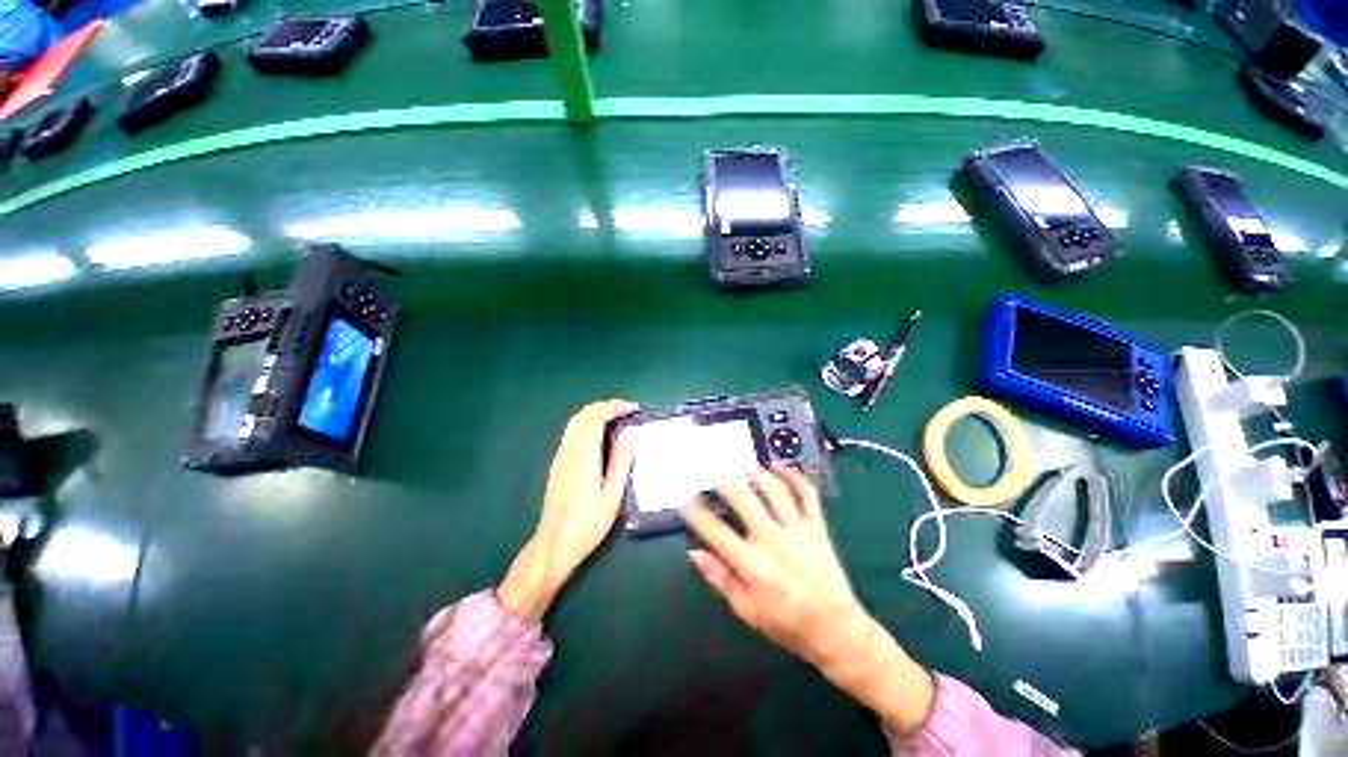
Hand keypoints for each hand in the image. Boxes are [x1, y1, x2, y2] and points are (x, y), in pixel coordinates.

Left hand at [498, 399, 636, 622]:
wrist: (554, 544)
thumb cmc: (587, 525)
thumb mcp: (612, 497)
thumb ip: (620, 464)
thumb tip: (627, 439)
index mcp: (583, 457)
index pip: (596, 417)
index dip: (615, 407)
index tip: (633, 409)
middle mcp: (569, 451)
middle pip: (583, 414)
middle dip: (606, 406)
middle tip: (627, 410)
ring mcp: (561, 457)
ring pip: (576, 422)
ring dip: (597, 413)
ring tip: (618, 418)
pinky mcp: (558, 464)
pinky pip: (573, 432)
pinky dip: (589, 424)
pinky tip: (602, 435)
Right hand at [684, 466, 869, 669]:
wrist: (835, 630)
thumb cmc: (786, 623)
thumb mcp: (746, 610)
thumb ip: (719, 578)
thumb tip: (694, 553)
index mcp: (753, 564)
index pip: (717, 532)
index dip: (698, 515)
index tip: (687, 503)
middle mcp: (773, 541)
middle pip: (744, 501)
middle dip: (725, 484)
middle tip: (714, 476)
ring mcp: (797, 531)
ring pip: (775, 492)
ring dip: (758, 475)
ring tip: (745, 467)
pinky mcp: (817, 528)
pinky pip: (807, 496)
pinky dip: (795, 477)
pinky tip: (780, 466)